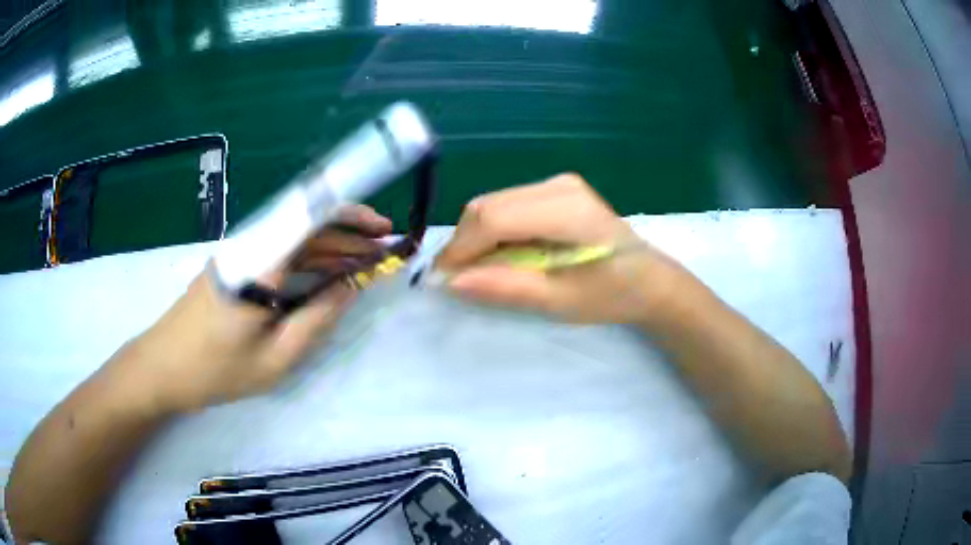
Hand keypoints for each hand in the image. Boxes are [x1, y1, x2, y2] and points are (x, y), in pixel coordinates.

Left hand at [118, 204, 392, 413]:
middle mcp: (248, 247)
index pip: (310, 217)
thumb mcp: (274, 359)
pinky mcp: (232, 267)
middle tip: (382, 252)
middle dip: (348, 235)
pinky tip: (324, 276)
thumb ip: (316, 319)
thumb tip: (350, 286)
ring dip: (328, 249)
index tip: (382, 228)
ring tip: (363, 264)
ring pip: (291, 241)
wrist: (161, 368)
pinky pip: (276, 255)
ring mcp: (237, 255)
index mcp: (257, 263)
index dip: (350, 215)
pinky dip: (305, 262)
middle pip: (305, 226)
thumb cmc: (215, 370)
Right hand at [436, 174, 688, 323]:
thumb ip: (505, 287)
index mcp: (566, 208)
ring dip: (477, 239)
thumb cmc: (612, 295)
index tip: (443, 282)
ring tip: (479, 272)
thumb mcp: (559, 300)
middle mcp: (557, 185)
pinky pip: (507, 206)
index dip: (461, 249)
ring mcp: (557, 184)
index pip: (493, 218)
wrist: (649, 280)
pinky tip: (501, 256)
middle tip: (458, 281)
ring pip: (492, 204)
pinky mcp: (554, 191)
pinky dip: (493, 232)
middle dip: (465, 244)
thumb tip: (450, 282)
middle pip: (487, 206)